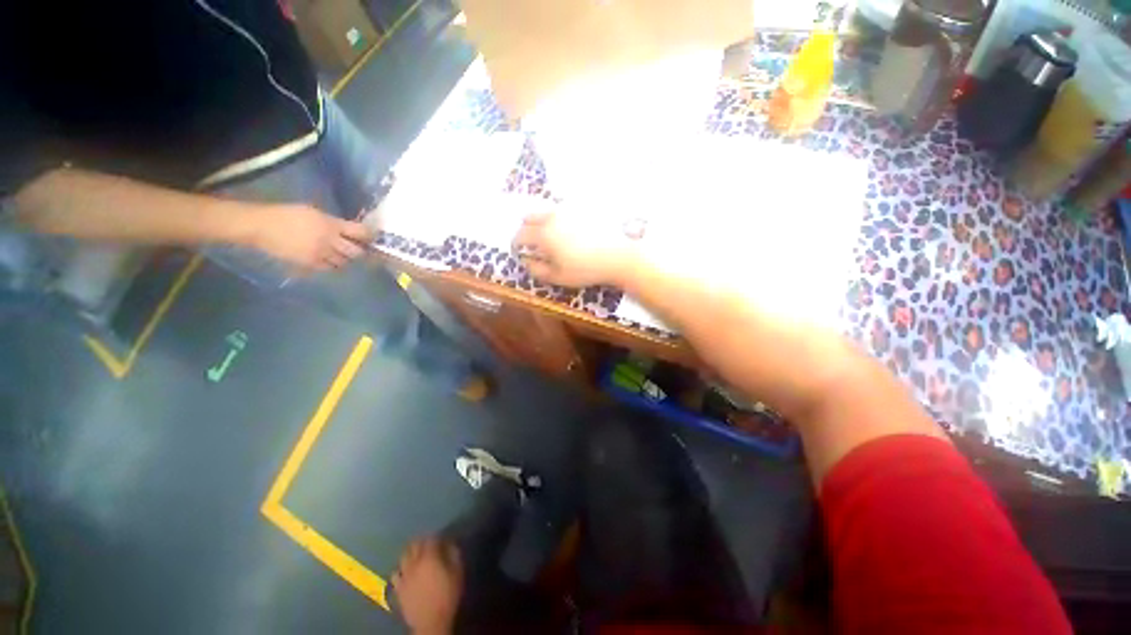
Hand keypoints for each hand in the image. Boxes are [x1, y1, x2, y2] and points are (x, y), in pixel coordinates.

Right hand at [248, 203, 372, 272]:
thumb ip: (333, 222)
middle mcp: (330, 240)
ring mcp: (321, 254)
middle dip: (358, 250)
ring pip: (344, 262)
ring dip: (345, 258)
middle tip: (357, 248)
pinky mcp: (311, 263)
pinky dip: (332, 264)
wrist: (261, 226)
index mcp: (331, 224)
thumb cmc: (287, 214)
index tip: (371, 237)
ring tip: (341, 254)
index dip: (368, 235)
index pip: (359, 232)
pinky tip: (329, 260)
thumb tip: (349, 231)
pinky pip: (330, 268)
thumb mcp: (314, 212)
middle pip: (356, 252)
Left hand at [392, 537, 462, 633]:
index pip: (430, 539)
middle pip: (414, 545)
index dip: (436, 536)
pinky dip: (400, 569)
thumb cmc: (447, 595)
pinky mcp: (398, 588)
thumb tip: (450, 544)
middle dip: (420, 540)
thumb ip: (454, 554)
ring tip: (415, 554)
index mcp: (429, 557)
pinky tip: (405, 571)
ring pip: (403, 557)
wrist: (431, 621)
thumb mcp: (457, 572)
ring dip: (409, 552)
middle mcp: (414, 563)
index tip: (441, 537)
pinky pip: (395, 574)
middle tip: (427, 541)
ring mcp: (404, 576)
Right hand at [512, 209, 644, 287]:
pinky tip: (566, 231)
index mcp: (543, 234)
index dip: (516, 244)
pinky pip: (561, 210)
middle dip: (525, 229)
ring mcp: (567, 210)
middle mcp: (552, 217)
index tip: (518, 251)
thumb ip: (537, 269)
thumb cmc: (585, 269)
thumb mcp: (558, 277)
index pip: (520, 235)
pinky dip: (556, 219)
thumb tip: (525, 261)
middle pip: (529, 217)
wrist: (617, 256)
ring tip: (548, 237)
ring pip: (545, 211)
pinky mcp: (581, 209)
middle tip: (531, 243)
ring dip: (539, 222)